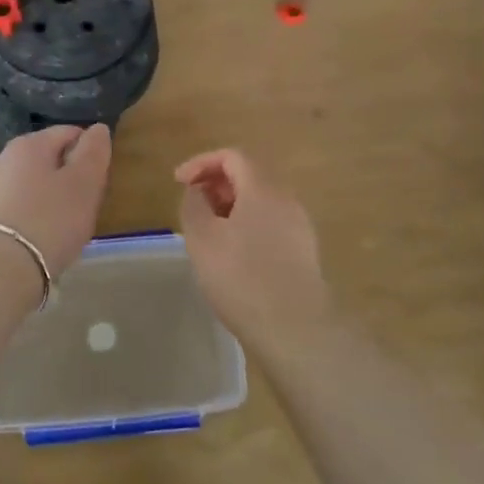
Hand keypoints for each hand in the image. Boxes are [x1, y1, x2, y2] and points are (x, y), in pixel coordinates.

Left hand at [0, 124, 112, 277]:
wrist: (2, 267)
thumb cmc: (50, 219)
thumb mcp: (84, 183)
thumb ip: (93, 152)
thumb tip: (97, 129)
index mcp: (29, 143)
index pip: (70, 133)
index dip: (91, 154)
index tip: (98, 183)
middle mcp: (6, 157)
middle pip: (52, 159)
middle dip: (72, 178)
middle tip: (86, 207)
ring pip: (38, 184)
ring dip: (56, 199)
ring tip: (67, 226)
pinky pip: (24, 205)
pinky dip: (39, 216)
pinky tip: (46, 237)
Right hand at [176, 149, 331, 348]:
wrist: (294, 327)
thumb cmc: (241, 277)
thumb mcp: (202, 238)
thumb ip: (194, 205)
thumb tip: (197, 191)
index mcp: (263, 189)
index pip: (232, 156)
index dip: (201, 162)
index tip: (179, 182)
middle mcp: (287, 200)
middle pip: (249, 176)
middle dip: (216, 184)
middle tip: (192, 206)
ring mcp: (299, 226)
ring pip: (260, 201)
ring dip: (230, 207)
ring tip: (208, 232)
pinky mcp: (303, 251)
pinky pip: (270, 223)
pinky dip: (246, 225)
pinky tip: (232, 254)